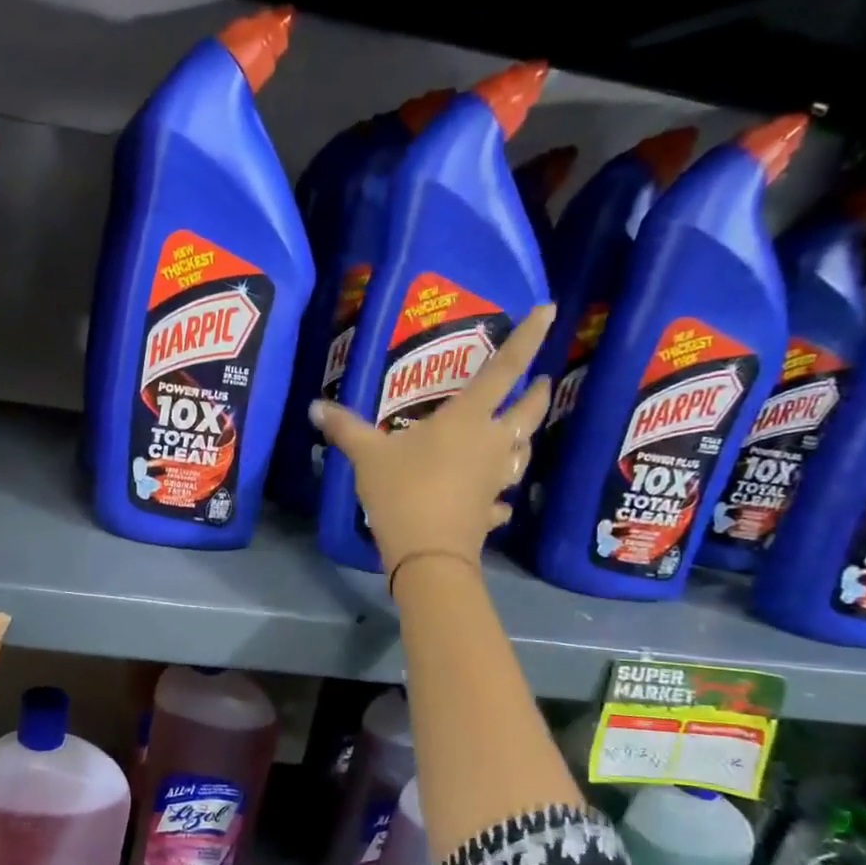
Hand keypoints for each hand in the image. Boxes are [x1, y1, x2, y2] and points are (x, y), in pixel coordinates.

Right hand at [310, 305, 554, 577]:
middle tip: (539, 381)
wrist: (427, 554)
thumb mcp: (367, 455)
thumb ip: (345, 428)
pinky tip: (495, 498)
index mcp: (468, 419)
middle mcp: (492, 443)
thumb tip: (315, 406)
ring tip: (518, 433)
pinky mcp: (490, 511)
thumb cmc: (403, 491)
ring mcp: (496, 479)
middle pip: (528, 411)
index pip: (504, 369)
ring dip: (524, 439)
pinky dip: (501, 495)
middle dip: (536, 392)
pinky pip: (502, 498)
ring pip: (523, 452)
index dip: (528, 338)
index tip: (550, 310)